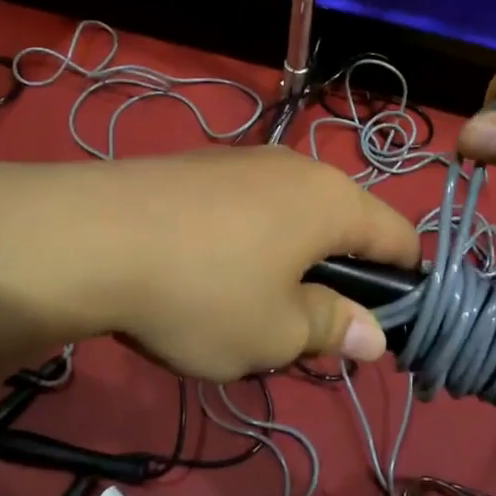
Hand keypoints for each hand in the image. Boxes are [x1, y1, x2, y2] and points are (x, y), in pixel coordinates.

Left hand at [0, 147, 421, 380]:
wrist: (90, 236)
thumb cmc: (203, 291)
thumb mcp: (275, 333)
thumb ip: (331, 329)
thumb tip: (374, 336)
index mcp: (333, 201)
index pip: (399, 237)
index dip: (405, 283)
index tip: (387, 325)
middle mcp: (298, 168)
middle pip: (344, 223)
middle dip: (337, 275)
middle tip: (306, 327)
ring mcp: (246, 159)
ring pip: (292, 215)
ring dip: (290, 258)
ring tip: (249, 304)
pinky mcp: (201, 165)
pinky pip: (248, 206)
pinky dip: (248, 240)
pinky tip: (206, 272)